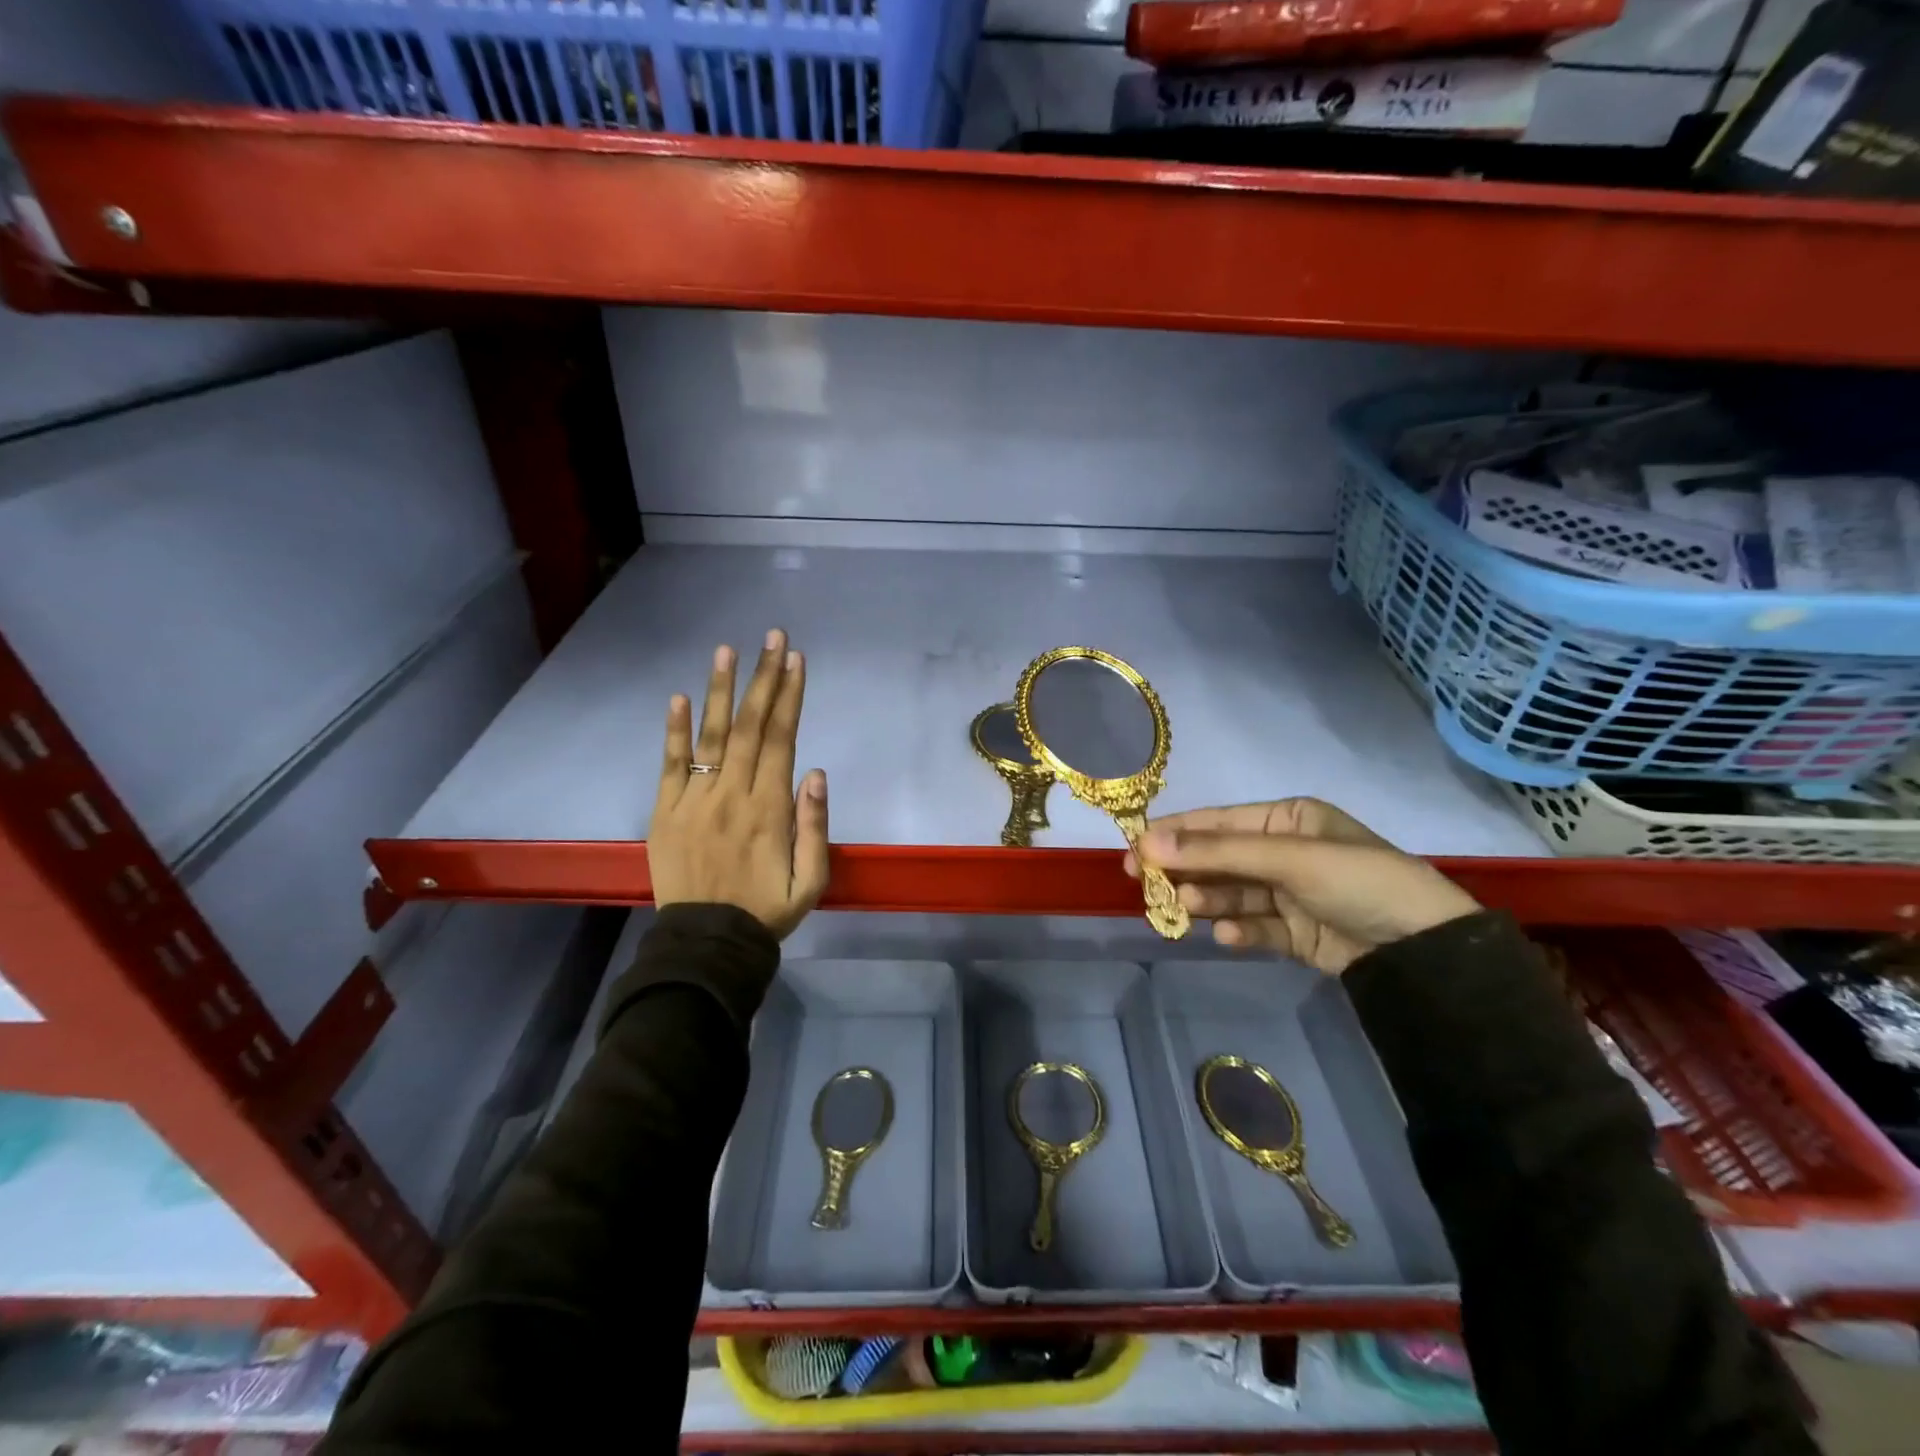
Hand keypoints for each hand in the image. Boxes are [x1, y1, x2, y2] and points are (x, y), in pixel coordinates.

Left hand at [649, 629, 828, 939]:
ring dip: (721, 691)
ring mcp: (694, 800)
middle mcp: (732, 794)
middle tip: (772, 638)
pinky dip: (674, 731)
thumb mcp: (811, 881)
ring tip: (727, 651)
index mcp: (769, 808)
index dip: (790, 696)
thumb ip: (815, 826)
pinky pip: (671, 765)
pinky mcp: (665, 812)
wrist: (707, 944)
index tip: (796, 660)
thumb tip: (816, 772)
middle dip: (764, 678)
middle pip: (751, 726)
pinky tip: (679, 698)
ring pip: (712, 736)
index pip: (782, 739)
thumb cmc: (766, 911)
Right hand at [1125, 798, 1478, 974]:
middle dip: (1186, 872)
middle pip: (1221, 860)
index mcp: (1288, 819)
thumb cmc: (1358, 881)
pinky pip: (1257, 927)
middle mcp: (1287, 852)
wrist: (1429, 952)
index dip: (1174, 835)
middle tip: (1145, 886)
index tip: (1133, 851)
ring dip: (1208, 901)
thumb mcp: (1287, 858)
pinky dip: (1240, 931)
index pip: (1218, 822)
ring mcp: (1292, 895)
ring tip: (1185, 910)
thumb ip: (1216, 852)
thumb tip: (1145, 843)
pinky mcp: (1299, 934)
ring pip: (1233, 895)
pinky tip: (1230, 937)